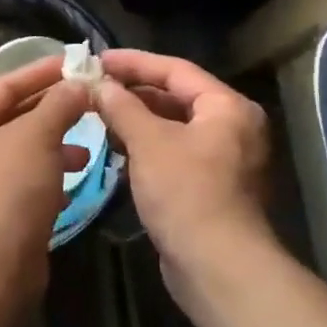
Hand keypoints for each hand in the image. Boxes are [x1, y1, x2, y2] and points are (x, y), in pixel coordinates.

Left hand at [0, 56, 92, 296]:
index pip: (6, 84)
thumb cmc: (11, 186)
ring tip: (87, 150)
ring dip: (56, 146)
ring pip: (23, 152)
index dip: (41, 72)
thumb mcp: (39, 136)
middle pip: (14, 117)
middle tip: (89, 103)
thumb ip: (60, 104)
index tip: (75, 63)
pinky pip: (26, 183)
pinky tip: (72, 184)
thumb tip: (78, 84)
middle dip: (53, 110)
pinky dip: (49, 178)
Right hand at [93, 50, 275, 294]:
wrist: (217, 267)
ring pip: (174, 126)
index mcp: (227, 107)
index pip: (176, 70)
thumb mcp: (149, 142)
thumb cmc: (186, 192)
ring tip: (99, 113)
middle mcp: (233, 127)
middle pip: (177, 96)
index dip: (134, 62)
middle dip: (134, 92)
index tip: (97, 59)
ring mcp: (225, 159)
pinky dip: (147, 145)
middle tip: (94, 86)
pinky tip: (117, 147)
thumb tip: (100, 84)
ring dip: (137, 119)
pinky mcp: (211, 186)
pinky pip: (175, 151)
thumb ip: (122, 107)